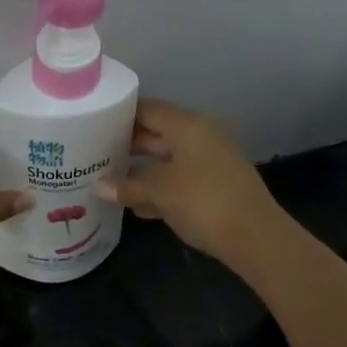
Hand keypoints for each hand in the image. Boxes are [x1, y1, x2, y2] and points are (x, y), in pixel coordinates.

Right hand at [95, 99, 286, 269]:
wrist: (254, 237)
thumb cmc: (203, 202)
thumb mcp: (160, 192)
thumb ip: (127, 186)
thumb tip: (98, 186)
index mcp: (188, 127)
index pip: (147, 109)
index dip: (120, 114)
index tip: (92, 122)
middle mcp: (199, 137)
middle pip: (156, 134)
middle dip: (126, 144)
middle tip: (92, 153)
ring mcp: (208, 163)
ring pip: (166, 160)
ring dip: (139, 170)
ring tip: (105, 179)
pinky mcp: (213, 188)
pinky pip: (178, 181)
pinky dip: (157, 189)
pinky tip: (134, 205)